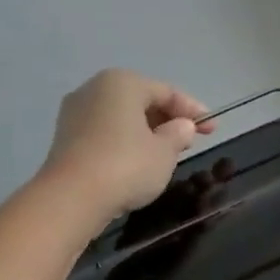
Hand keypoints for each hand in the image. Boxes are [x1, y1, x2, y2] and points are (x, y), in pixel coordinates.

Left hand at [41, 70, 213, 217]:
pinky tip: (139, 161)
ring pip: (122, 118)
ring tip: (167, 153)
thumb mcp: (165, 152)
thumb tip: (182, 126)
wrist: (72, 197)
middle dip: (168, 119)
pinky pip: (106, 133)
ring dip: (147, 132)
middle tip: (190, 140)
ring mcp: (76, 113)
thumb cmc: (127, 165)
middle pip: (141, 101)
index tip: (213, 128)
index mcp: (122, 83)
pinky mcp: (66, 138)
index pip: (166, 92)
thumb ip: (179, 134)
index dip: (193, 110)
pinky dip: (126, 142)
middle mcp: (95, 89)